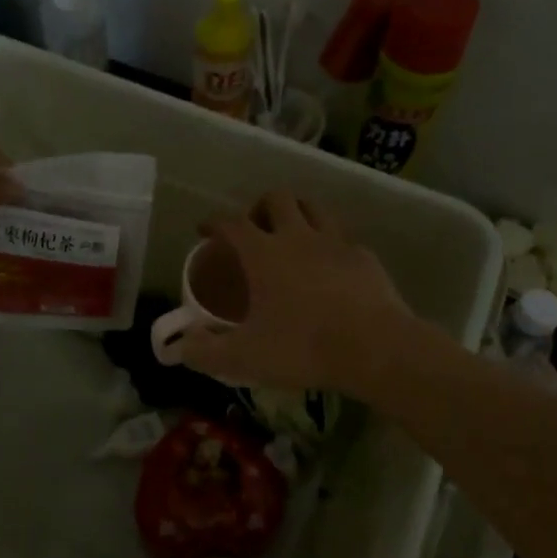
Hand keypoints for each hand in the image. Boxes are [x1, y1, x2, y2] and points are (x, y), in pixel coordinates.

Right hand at [179, 191, 417, 398]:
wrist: (376, 350)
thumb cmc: (303, 348)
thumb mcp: (244, 358)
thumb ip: (205, 352)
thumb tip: (180, 347)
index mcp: (263, 254)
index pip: (231, 222)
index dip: (214, 222)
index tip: (205, 231)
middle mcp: (298, 237)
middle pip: (276, 199)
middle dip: (259, 208)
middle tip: (254, 232)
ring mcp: (336, 243)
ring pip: (314, 208)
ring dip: (298, 214)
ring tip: (291, 237)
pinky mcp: (365, 258)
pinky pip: (343, 238)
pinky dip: (330, 245)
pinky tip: (330, 268)